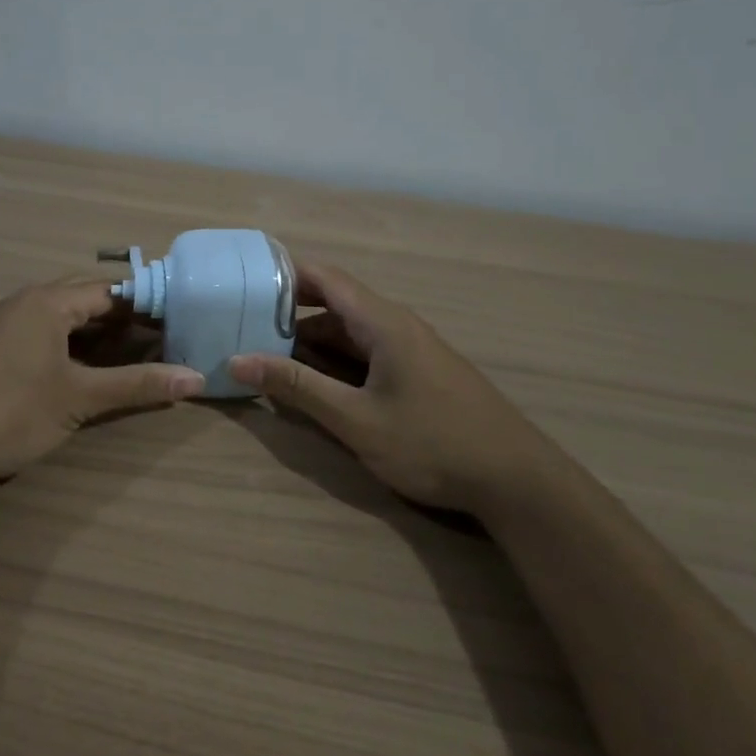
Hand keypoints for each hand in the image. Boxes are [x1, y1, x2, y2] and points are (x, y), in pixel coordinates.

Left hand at [0, 277, 206, 489]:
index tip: (181, 321)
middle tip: (163, 340)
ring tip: (136, 355)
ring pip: (64, 318)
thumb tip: (196, 379)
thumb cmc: (11, 412)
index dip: (148, 305)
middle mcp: (26, 302)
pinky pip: (45, 334)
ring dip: (99, 333)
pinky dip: (73, 346)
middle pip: (87, 299)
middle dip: (125, 319)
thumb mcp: (80, 399)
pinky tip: (89, 370)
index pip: (111, 290)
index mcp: (48, 302)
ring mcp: (6, 325)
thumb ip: (137, 386)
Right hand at [228, 260, 542, 512]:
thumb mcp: (355, 419)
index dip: (282, 275)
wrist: (517, 480)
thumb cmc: (432, 443)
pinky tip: (314, 387)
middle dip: (288, 317)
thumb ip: (297, 387)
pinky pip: (366, 354)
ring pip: (349, 334)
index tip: (242, 284)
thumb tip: (238, 360)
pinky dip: (335, 363)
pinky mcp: (418, 373)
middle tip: (242, 330)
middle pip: (333, 306)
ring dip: (310, 345)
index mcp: (382, 322)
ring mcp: (410, 350)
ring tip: (266, 361)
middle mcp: (396, 325)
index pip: (324, 278)